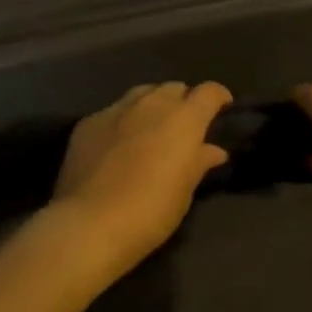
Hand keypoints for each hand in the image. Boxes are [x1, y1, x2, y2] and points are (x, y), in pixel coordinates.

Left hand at [48, 82, 231, 281]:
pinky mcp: (89, 122)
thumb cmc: (151, 210)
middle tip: (183, 127)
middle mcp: (153, 103)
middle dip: (183, 102)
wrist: (90, 223)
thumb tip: (213, 150)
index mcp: (184, 118)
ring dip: (152, 105)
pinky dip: (123, 121)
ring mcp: (117, 109)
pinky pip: (114, 111)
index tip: (222, 109)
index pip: (209, 91)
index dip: (219, 97)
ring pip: (142, 93)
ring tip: (151, 128)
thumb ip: (200, 162)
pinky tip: (117, 144)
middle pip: (175, 88)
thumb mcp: (185, 190)